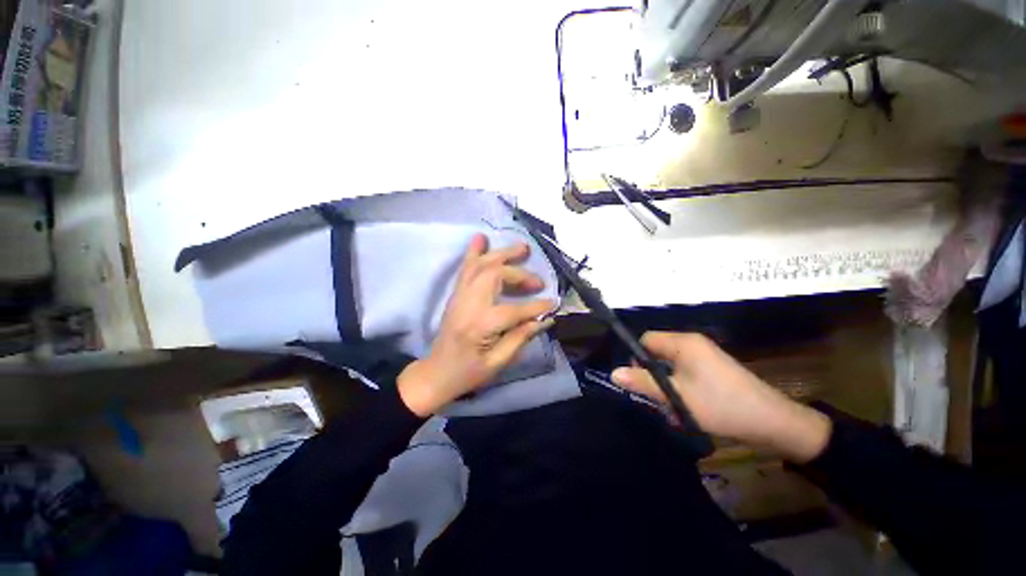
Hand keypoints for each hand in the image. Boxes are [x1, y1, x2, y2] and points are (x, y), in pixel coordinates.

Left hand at [398, 234, 555, 416]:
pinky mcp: (456, 294)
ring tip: (522, 248)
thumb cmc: (468, 373)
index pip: (514, 310)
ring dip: (502, 254)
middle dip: (519, 274)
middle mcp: (468, 304)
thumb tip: (544, 319)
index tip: (553, 302)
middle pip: (495, 276)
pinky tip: (482, 238)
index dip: (536, 306)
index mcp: (480, 326)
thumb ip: (521, 338)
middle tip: (538, 281)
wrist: (435, 373)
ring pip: (480, 266)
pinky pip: (466, 268)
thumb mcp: (498, 363)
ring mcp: (459, 296)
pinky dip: (475, 252)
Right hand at [611, 332, 830, 462]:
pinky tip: (686, 409)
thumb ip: (643, 383)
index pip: (646, 339)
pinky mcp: (713, 369)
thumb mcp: (678, 396)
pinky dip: (680, 388)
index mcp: (684, 343)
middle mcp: (693, 344)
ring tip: (673, 409)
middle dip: (653, 376)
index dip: (637, 358)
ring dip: (667, 385)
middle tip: (657, 399)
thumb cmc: (721, 406)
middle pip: (657, 352)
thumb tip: (613, 373)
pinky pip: (685, 373)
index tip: (639, 381)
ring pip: (670, 366)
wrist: (774, 423)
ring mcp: (705, 356)